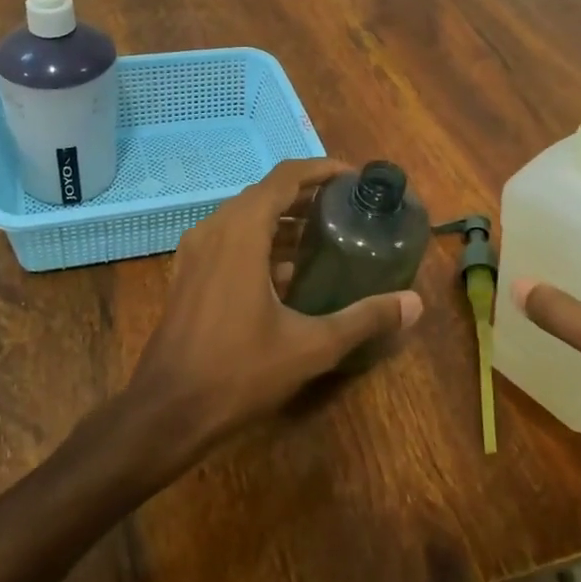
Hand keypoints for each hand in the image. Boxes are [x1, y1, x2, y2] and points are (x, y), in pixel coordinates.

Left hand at [125, 159, 423, 461]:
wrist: (166, 411)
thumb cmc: (238, 372)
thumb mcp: (310, 346)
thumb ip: (364, 318)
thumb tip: (415, 303)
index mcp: (241, 232)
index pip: (285, 177)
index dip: (321, 170)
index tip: (354, 179)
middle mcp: (214, 229)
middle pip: (265, 193)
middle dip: (307, 195)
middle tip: (347, 208)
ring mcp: (195, 251)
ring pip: (245, 217)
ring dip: (283, 219)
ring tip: (325, 235)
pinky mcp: (188, 274)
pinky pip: (229, 240)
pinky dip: (260, 241)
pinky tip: (288, 273)